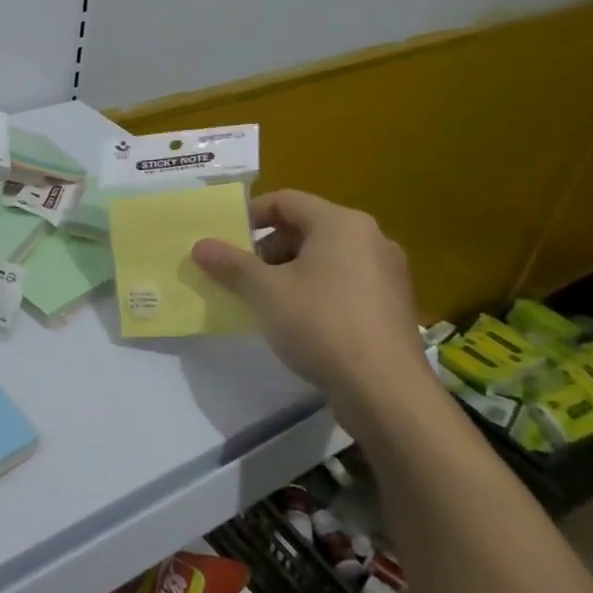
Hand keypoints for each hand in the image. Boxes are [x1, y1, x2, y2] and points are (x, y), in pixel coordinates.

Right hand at [191, 190, 427, 431]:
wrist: (387, 392)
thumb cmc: (321, 324)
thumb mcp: (265, 292)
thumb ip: (231, 264)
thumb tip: (200, 245)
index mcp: (341, 223)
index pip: (286, 201)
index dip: (250, 215)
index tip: (226, 238)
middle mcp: (370, 238)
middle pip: (307, 228)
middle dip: (268, 248)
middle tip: (241, 273)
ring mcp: (387, 273)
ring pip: (326, 257)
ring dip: (290, 271)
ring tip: (265, 299)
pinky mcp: (392, 306)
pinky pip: (345, 282)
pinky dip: (316, 290)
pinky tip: (298, 320)